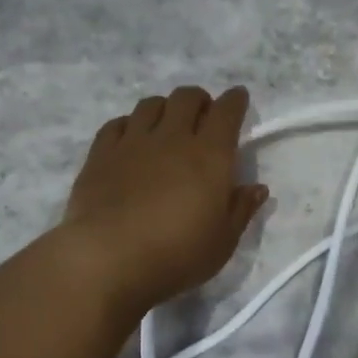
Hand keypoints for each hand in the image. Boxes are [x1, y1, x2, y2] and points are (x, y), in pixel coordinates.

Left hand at [61, 85, 268, 318]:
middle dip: (199, 100)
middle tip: (202, 115)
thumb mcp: (222, 242)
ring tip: (166, 124)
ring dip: (164, 108)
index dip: (235, 101)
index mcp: (209, 156)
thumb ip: (241, 210)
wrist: (108, 259)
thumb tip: (257, 188)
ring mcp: (132, 142)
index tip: (238, 99)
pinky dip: (130, 124)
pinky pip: (117, 124)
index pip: (227, 112)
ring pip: (151, 104)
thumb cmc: (176, 255)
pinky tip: (131, 139)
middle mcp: (172, 138)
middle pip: (186, 98)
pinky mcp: (100, 154)